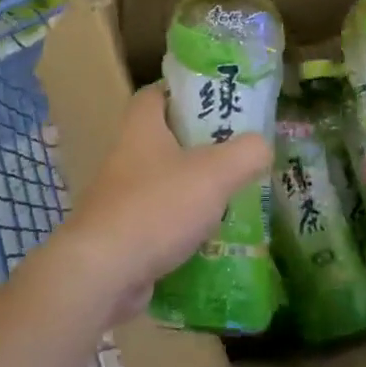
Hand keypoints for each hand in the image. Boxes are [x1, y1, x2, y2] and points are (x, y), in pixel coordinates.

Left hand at [49, 83, 271, 319]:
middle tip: (238, 152)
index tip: (218, 102)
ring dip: (194, 188)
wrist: (104, 274)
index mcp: (141, 128)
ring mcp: (120, 198)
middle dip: (200, 145)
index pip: (158, 93)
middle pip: (165, 139)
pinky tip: (211, 239)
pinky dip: (183, 226)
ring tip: (234, 196)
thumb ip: (246, 153)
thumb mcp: (215, 173)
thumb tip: (262, 146)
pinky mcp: (122, 235)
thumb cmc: (158, 208)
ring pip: (164, 182)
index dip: (186, 92)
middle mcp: (126, 156)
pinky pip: (159, 221)